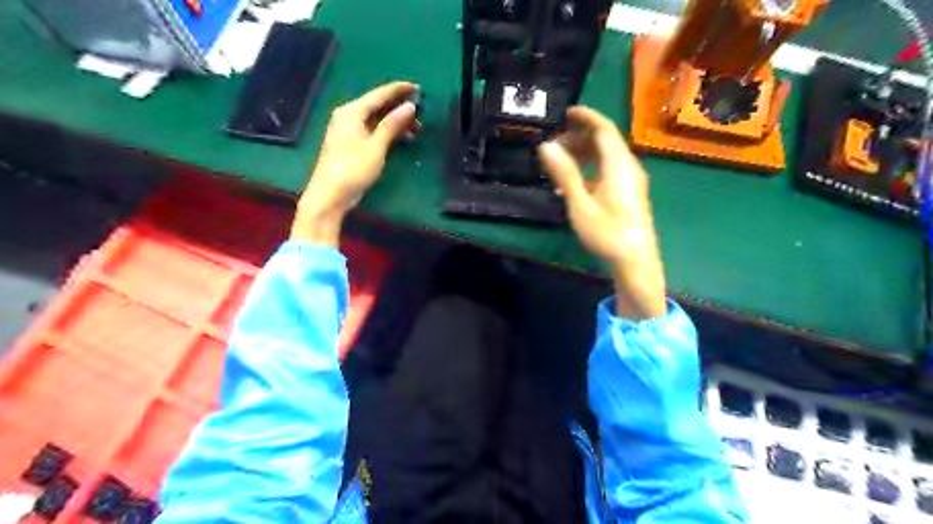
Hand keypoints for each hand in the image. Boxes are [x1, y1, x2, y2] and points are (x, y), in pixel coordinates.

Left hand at [293, 80, 421, 248]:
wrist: (330, 194)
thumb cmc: (353, 168)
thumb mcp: (376, 146)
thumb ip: (392, 124)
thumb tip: (409, 106)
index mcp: (352, 111)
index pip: (379, 94)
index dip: (399, 90)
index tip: (418, 88)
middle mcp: (348, 116)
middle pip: (377, 106)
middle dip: (399, 108)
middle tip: (421, 113)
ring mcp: (348, 130)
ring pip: (376, 119)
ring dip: (396, 122)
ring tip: (416, 130)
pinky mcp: (351, 144)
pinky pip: (373, 130)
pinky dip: (387, 132)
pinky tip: (402, 139)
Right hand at [540, 105, 662, 319]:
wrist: (635, 260)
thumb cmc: (607, 232)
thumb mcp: (580, 203)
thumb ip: (564, 173)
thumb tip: (546, 146)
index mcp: (619, 164)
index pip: (604, 129)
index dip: (586, 117)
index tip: (566, 112)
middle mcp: (628, 166)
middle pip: (605, 141)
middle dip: (579, 137)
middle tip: (554, 145)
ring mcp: (630, 180)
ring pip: (606, 156)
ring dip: (583, 154)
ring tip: (559, 164)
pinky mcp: (628, 192)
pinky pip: (608, 170)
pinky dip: (590, 168)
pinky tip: (573, 183)